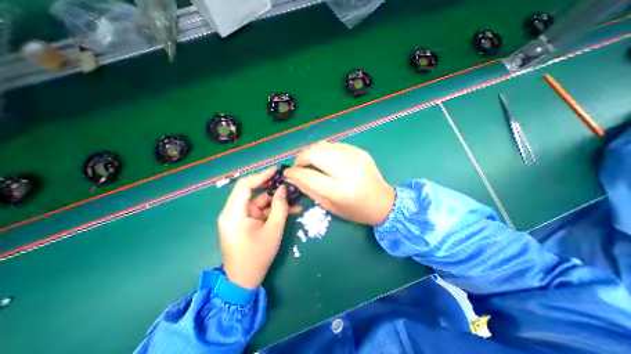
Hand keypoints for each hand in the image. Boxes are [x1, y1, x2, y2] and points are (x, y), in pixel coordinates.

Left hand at [220, 167, 302, 290]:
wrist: (244, 280)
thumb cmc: (257, 256)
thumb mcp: (273, 230)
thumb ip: (279, 207)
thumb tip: (283, 188)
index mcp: (233, 213)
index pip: (244, 185)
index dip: (261, 175)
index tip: (276, 170)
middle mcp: (234, 212)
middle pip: (253, 191)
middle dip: (272, 187)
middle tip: (287, 182)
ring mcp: (241, 217)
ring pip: (260, 201)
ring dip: (277, 200)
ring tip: (295, 197)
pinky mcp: (247, 222)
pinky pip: (261, 211)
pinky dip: (274, 209)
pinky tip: (291, 209)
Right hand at [286, 140, 391, 225]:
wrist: (383, 202)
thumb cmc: (355, 210)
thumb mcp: (329, 206)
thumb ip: (309, 190)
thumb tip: (292, 176)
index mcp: (340, 191)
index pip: (309, 176)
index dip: (294, 172)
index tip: (287, 172)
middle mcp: (348, 171)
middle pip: (315, 153)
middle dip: (301, 157)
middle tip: (299, 165)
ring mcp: (356, 157)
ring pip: (323, 145)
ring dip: (312, 152)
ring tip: (310, 162)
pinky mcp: (360, 151)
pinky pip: (334, 145)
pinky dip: (325, 150)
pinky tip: (325, 159)